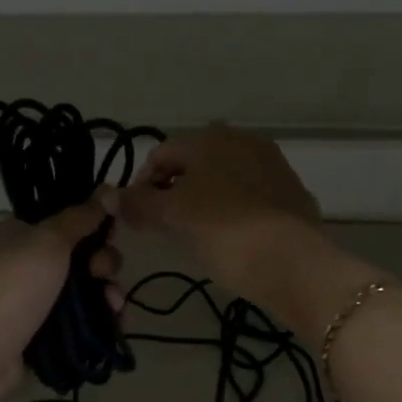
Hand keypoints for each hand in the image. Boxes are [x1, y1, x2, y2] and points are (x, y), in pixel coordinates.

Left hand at [0, 196, 123, 401]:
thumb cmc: (15, 285)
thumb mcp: (49, 240)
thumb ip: (81, 217)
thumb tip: (108, 189)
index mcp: (27, 233)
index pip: (70, 220)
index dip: (96, 223)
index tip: (113, 229)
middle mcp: (34, 262)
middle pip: (85, 254)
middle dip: (104, 262)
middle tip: (102, 272)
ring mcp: (43, 298)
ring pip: (90, 287)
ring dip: (108, 291)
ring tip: (113, 304)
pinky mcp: (52, 330)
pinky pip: (87, 317)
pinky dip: (104, 316)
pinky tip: (116, 320)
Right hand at [115, 125, 323, 306]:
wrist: (293, 263)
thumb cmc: (224, 232)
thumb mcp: (173, 218)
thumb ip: (138, 204)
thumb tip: (107, 196)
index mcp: (211, 138)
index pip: (161, 154)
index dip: (141, 185)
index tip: (136, 218)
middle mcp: (244, 141)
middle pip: (194, 163)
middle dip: (173, 191)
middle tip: (164, 226)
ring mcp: (272, 165)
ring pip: (223, 178)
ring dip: (203, 199)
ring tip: (195, 234)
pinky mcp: (292, 192)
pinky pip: (249, 195)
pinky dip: (233, 209)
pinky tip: (231, 237)